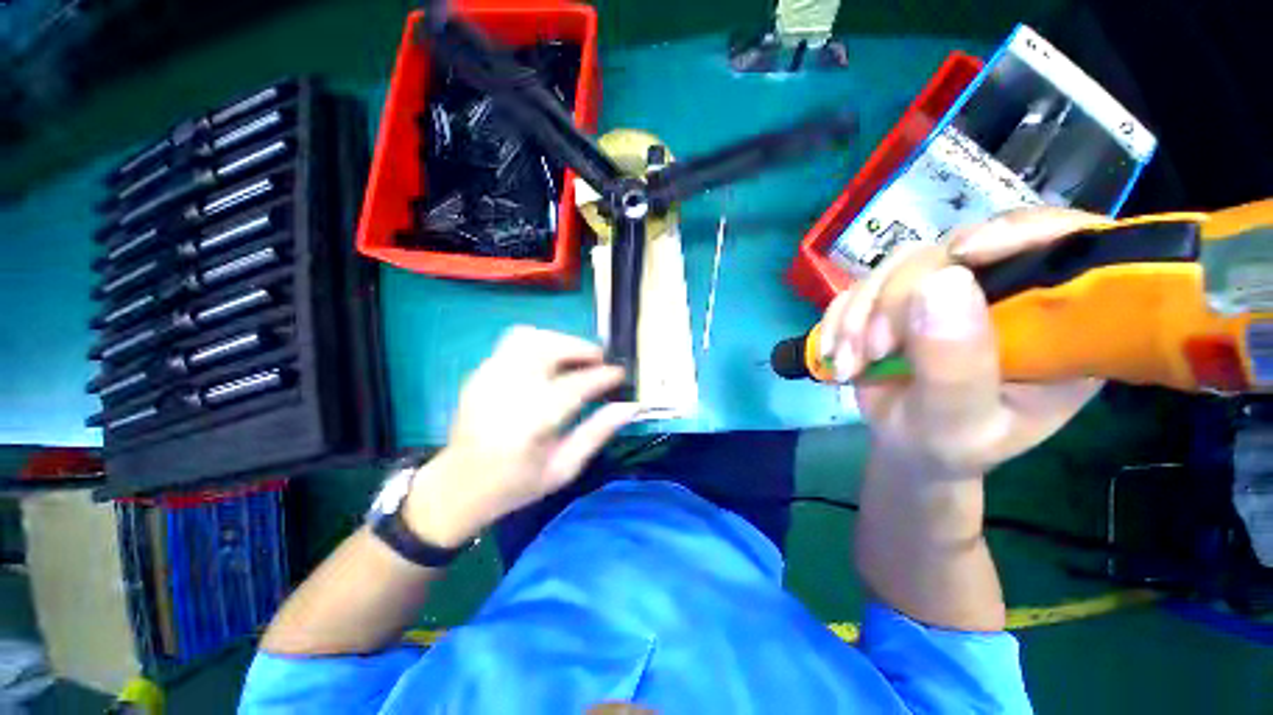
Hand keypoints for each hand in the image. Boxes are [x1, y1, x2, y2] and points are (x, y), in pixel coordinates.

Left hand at [405, 327, 637, 546]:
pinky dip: (540, 343)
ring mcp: (489, 378)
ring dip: (560, 341)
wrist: (458, 487)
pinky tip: (550, 363)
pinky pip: (514, 342)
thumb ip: (598, 431)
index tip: (621, 374)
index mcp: (532, 423)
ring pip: (530, 336)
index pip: (576, 385)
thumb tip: (631, 406)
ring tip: (576, 357)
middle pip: (550, 349)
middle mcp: (508, 392)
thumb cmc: (516, 484)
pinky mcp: (480, 372)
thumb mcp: (564, 467)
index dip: (604, 376)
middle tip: (600, 361)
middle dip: (582, 348)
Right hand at [820, 208, 1108, 473]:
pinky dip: (840, 317)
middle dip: (900, 297)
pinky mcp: (902, 295)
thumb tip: (943, 283)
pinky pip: (863, 283)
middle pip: (958, 249)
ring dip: (860, 312)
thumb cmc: (946, 445)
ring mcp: (949, 290)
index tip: (964, 254)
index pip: (1067, 246)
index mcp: (1055, 324)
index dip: (1022, 231)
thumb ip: (956, 366)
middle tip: (873, 350)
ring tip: (849, 362)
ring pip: (902, 263)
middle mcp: (1007, 292)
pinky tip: (835, 352)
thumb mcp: (957, 424)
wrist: (902, 443)